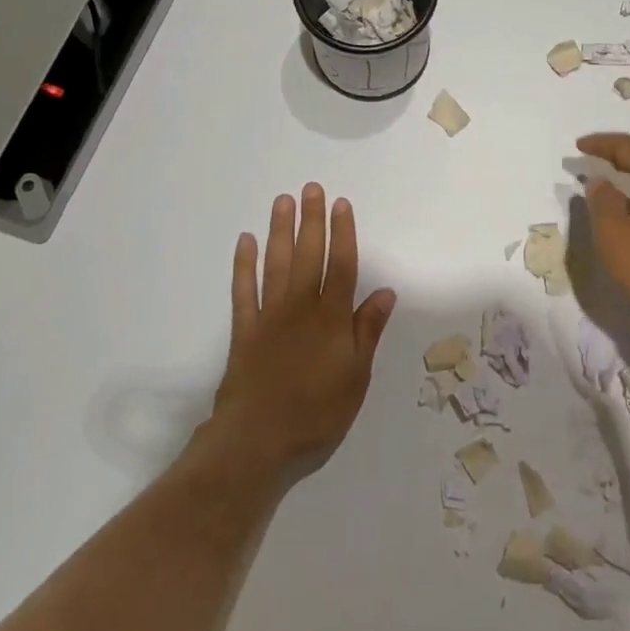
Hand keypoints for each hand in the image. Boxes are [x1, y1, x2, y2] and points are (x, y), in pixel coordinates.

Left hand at [205, 184, 396, 473]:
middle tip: (311, 188)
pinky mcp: (244, 330)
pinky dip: (244, 265)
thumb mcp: (356, 377)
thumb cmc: (317, 413)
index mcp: (332, 319)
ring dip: (280, 231)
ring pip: (276, 264)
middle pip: (308, 255)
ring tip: (283, 201)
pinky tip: (246, 241)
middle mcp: (300, 308)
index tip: (341, 204)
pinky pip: (243, 290)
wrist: (257, 442)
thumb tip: (385, 291)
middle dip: (311, 220)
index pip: (341, 265)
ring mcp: (268, 316)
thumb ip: (367, 331)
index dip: (343, 233)